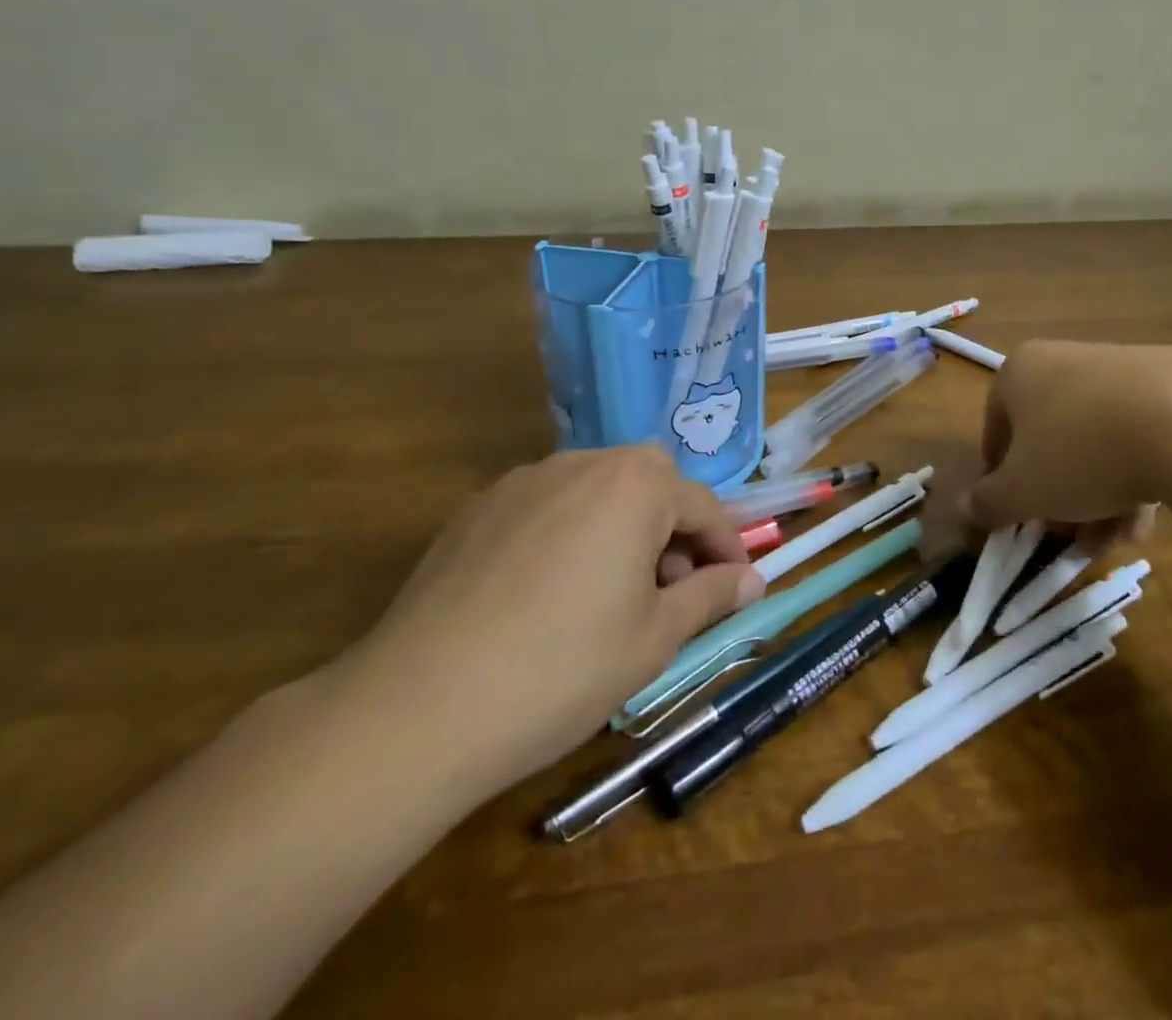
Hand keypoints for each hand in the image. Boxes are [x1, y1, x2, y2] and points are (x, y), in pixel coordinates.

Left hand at [339, 446, 763, 804]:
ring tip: (612, 588)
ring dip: (622, 523)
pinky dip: (571, 530)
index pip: (702, 505)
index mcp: (634, 486)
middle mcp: (583, 464)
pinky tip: (551, 590)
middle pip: (649, 480)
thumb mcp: (655, 638)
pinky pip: (548, 504)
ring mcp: (524, 481)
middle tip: (671, 585)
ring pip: (597, 487)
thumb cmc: (563, 669)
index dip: (727, 547)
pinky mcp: (479, 508)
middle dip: (673, 524)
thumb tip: (752, 579)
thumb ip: (710, 596)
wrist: (419, 707)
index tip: (736, 585)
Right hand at [960, 340, 1171, 543]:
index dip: (1002, 480)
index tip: (1019, 517)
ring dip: (1097, 497)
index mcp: (1020, 371)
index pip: (996, 431)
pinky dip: (1136, 477)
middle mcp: (1065, 360)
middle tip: (1069, 536)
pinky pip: (1138, 436)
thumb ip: (988, 503)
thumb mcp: (1023, 491)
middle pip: (1049, 440)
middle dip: (1057, 496)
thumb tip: (964, 509)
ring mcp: (1121, 369)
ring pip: (1095, 443)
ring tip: (1114, 539)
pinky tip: (1147, 519)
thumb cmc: (1080, 452)